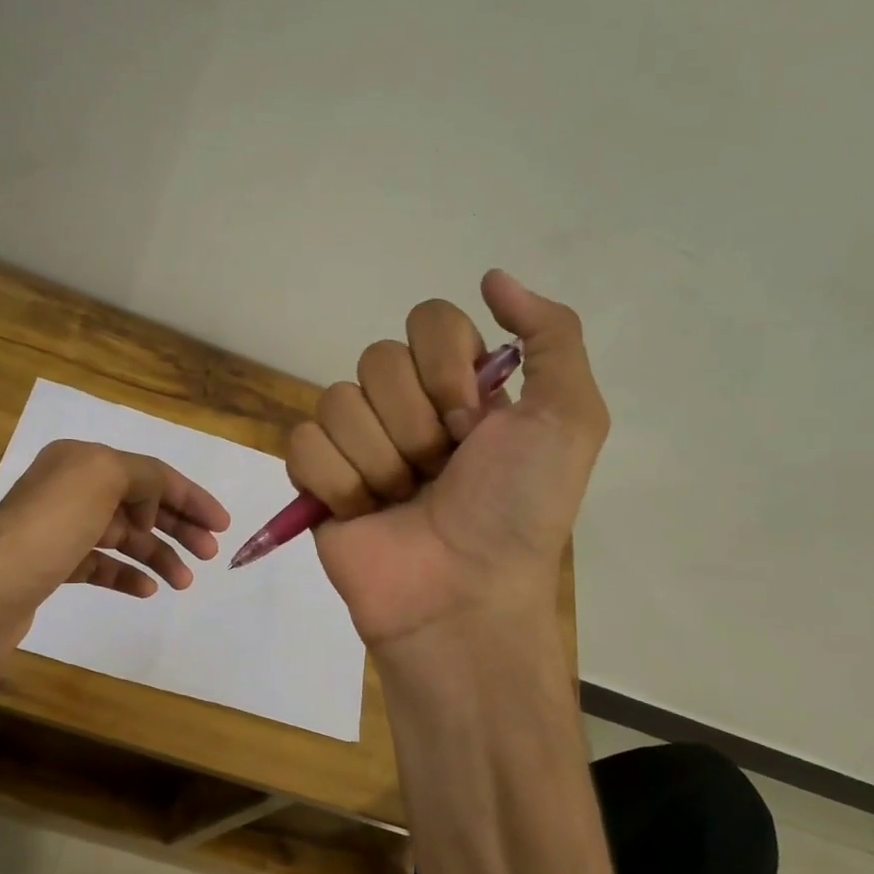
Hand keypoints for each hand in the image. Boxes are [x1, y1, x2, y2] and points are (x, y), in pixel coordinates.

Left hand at [0, 439, 230, 664]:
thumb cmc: (47, 531)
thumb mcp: (102, 479)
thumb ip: (142, 475)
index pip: (149, 473)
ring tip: (184, 581)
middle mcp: (70, 490)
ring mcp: (60, 531)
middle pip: (140, 504)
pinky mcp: (52, 568)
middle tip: (208, 553)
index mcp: (81, 462)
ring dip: (158, 555)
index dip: (190, 497)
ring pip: (124, 538)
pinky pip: (102, 566)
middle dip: (178, 526)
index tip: (222, 525)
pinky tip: (146, 590)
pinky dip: (127, 575)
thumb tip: (152, 501)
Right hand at [286, 270, 607, 651]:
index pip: (429, 321)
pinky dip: (338, 482)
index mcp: (459, 386)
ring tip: (402, 501)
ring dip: (380, 460)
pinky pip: (303, 442)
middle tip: (439, 472)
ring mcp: (358, 442)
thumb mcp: (570, 419)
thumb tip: (493, 278)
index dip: (445, 368)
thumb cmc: (518, 510)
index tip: (469, 423)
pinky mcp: (316, 478)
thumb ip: (551, 336)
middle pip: (377, 359)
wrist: (462, 595)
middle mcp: (406, 405)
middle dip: (414, 424)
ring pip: (337, 401)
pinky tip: (363, 513)